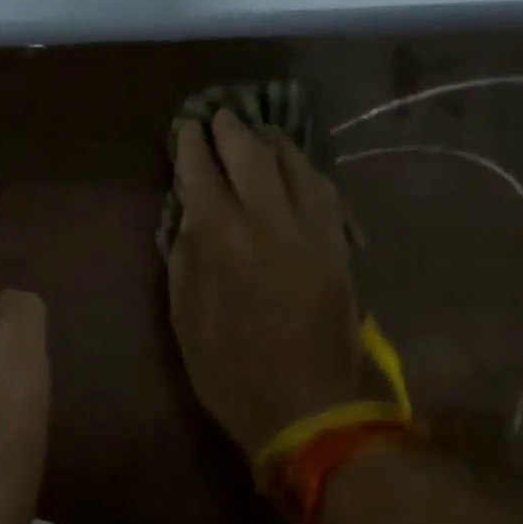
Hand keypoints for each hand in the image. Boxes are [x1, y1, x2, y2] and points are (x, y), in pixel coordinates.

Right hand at [167, 109, 366, 457]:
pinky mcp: (339, 246)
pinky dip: (306, 170)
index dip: (191, 144)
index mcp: (221, 236)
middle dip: (231, 129)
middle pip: (250, 154)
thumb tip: (187, 214)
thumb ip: (184, 257)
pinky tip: (298, 167)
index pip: (201, 171)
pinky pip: (325, 191)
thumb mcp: (184, 317)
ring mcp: (311, 229)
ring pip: (294, 164)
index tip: (185, 127)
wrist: (306, 407)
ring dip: (272, 142)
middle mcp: (268, 218)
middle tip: (220, 116)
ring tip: (259, 132)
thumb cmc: (229, 370)